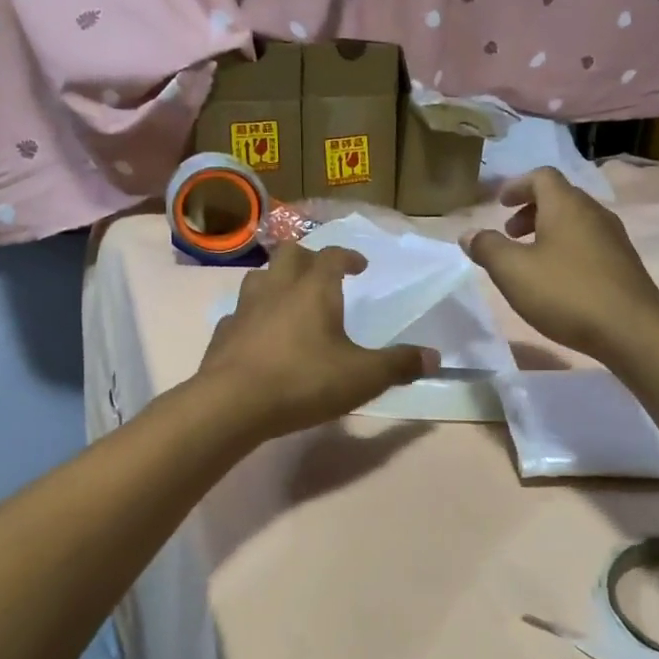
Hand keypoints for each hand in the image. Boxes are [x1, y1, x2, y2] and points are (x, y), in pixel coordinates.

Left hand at [197, 242, 434, 439]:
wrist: (232, 404)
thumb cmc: (304, 381)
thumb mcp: (363, 377)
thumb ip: (399, 365)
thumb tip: (435, 357)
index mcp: (314, 289)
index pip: (332, 256)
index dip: (348, 256)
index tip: (360, 265)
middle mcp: (277, 288)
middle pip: (290, 254)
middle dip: (309, 258)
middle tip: (322, 274)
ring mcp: (245, 309)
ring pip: (259, 277)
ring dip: (276, 280)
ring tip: (289, 298)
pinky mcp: (223, 333)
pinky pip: (239, 313)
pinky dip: (253, 316)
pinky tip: (259, 334)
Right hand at [464, 166, 658, 361]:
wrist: (631, 329)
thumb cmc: (566, 293)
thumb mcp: (513, 272)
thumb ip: (487, 248)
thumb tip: (468, 234)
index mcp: (566, 205)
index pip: (542, 176)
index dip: (517, 186)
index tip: (500, 203)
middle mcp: (593, 212)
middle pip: (560, 197)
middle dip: (531, 210)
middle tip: (510, 234)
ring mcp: (614, 238)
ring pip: (576, 221)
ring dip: (549, 231)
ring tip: (531, 260)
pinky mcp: (624, 263)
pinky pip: (589, 243)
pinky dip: (567, 249)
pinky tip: (558, 280)